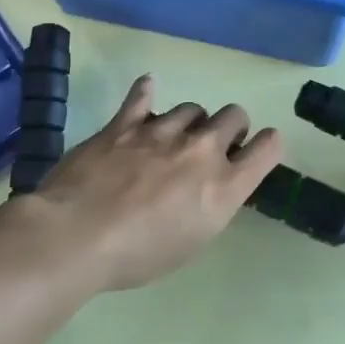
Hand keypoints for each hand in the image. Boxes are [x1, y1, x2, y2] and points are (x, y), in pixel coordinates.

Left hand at [28, 75, 283, 292]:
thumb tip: (210, 188)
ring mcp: (162, 132)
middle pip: (234, 116)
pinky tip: (148, 87)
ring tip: (174, 136)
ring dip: (190, 121)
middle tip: (214, 146)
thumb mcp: (191, 243)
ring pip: (192, 108)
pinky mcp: (124, 124)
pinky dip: (147, 91)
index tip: (258, 149)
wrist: (77, 236)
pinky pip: (142, 96)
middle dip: (231, 127)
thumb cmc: (137, 256)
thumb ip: (210, 206)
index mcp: (224, 186)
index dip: (267, 144)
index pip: (267, 148)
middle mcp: (201, 151)